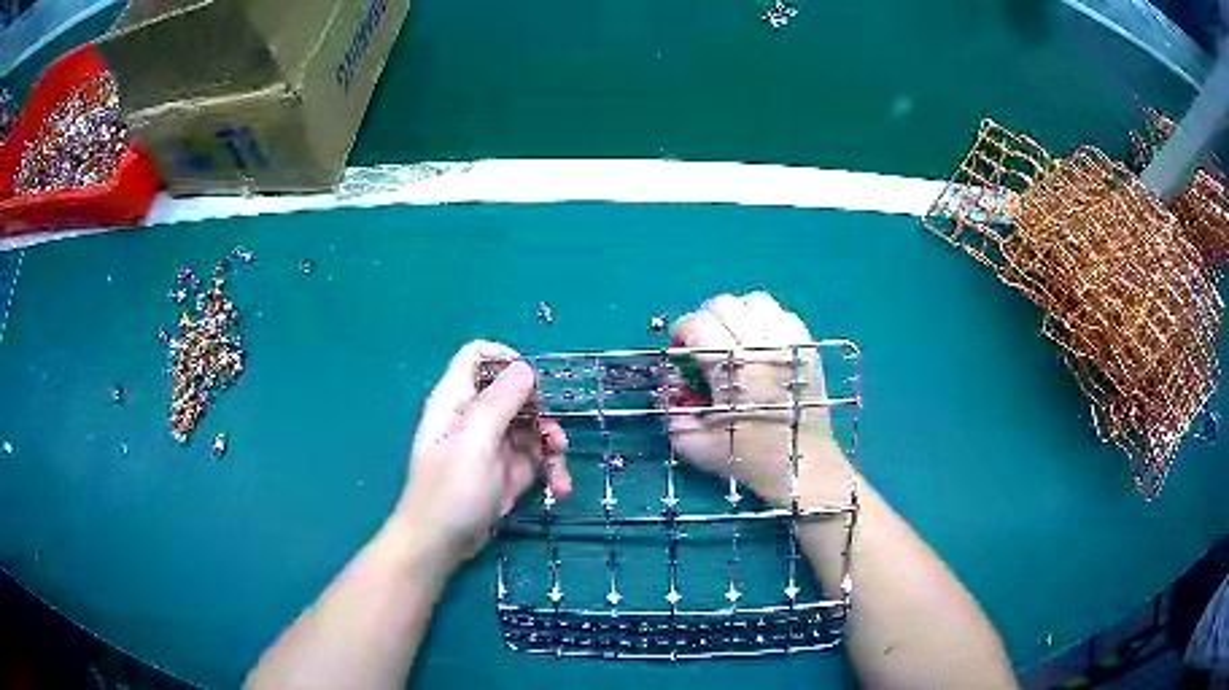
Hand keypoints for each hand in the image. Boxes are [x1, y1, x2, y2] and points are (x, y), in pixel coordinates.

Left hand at [395, 341, 571, 566]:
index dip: (507, 360)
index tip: (535, 383)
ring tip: (560, 471)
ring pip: (531, 426)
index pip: (477, 356)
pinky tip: (559, 488)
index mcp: (456, 399)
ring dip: (551, 445)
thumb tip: (525, 368)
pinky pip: (535, 458)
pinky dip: (550, 469)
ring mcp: (491, 445)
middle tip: (554, 436)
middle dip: (541, 412)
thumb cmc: (451, 489)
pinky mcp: (506, 472)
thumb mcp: (475, 441)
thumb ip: (500, 400)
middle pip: (514, 392)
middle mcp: (474, 417)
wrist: (440, 544)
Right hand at [669, 292, 850, 506]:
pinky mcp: (807, 347)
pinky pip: (781, 313)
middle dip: (703, 321)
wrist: (801, 465)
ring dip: (735, 315)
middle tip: (702, 347)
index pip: (695, 324)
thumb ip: (672, 411)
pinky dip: (764, 321)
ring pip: (753, 300)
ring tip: (732, 340)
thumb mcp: (694, 444)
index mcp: (732, 367)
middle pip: (722, 304)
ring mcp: (789, 342)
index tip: (679, 353)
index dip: (679, 334)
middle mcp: (761, 345)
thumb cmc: (747, 459)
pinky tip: (760, 345)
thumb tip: (673, 384)